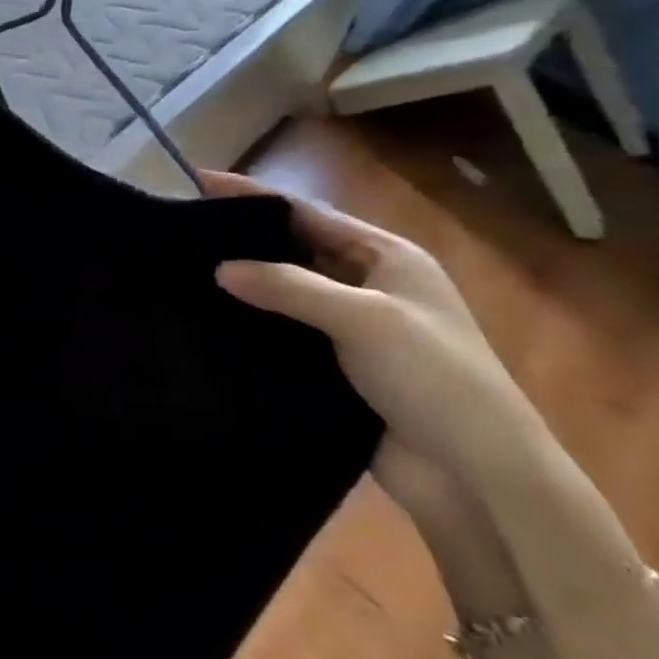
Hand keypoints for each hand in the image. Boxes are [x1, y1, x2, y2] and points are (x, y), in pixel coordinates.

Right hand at [204, 170, 546, 519]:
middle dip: (243, 239)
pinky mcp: (334, 366)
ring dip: (244, 284)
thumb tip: (221, 268)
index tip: (198, 180)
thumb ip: (289, 287)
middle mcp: (367, 285)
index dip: (253, 195)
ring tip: (183, 272)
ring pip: (284, 292)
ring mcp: (351, 328)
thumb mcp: (363, 319)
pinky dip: (251, 324)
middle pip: (294, 249)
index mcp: (387, 257)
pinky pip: (283, 332)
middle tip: (182, 231)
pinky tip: (210, 321)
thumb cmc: (433, 378)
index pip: (307, 213)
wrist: (477, 477)